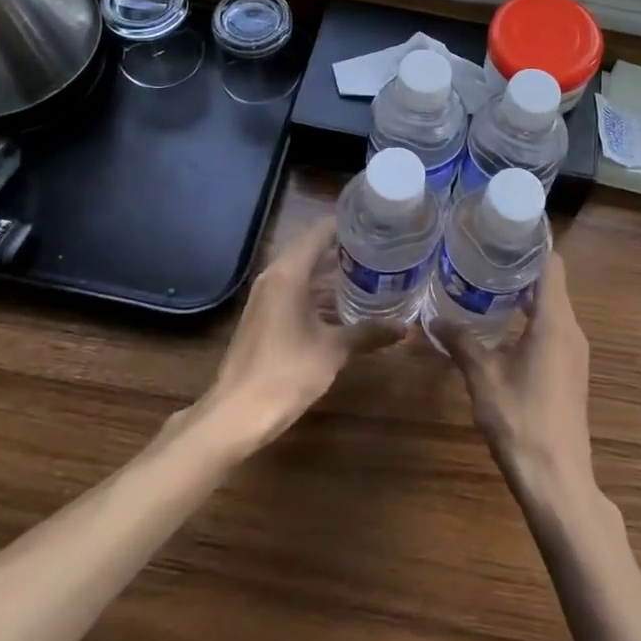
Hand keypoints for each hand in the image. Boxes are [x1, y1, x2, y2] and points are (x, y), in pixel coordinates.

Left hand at [200, 215, 400, 449]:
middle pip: (313, 248)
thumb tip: (404, 328)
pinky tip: (343, 305)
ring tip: (370, 272)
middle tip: (381, 249)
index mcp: (290, 272)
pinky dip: (318, 290)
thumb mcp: (333, 351)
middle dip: (345, 249)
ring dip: (332, 272)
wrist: (236, 415)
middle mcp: (275, 276)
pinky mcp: (264, 316)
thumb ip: (368, 333)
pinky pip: (295, 289)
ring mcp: (266, 296)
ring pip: (304, 271)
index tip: (379, 225)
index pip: (322, 231)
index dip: (349, 225)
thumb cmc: (286, 373)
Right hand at [437, 250, 593, 505]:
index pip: (551, 264)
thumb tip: (433, 319)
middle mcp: (571, 330)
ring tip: (484, 287)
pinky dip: (529, 320)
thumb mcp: (483, 377)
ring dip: (523, 297)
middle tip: (481, 256)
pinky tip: (500, 329)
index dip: (530, 244)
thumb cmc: (521, 420)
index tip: (501, 232)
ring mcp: (574, 353)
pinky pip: (552, 331)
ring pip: (551, 309)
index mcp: (555, 321)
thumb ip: (461, 342)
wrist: (557, 481)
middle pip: (550, 284)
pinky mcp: (570, 372)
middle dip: (518, 269)